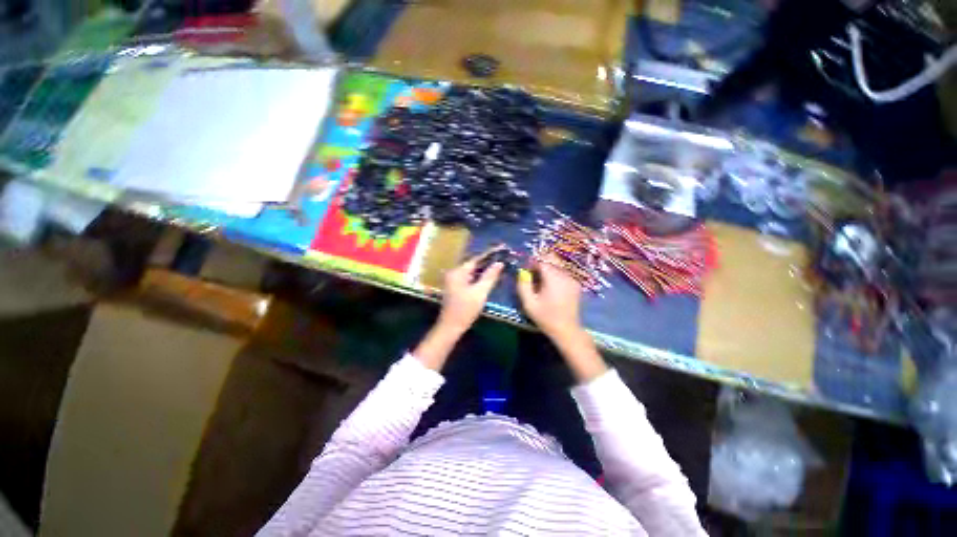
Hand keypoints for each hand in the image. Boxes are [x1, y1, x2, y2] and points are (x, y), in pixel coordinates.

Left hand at [436, 249, 503, 334]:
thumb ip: (490, 276)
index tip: (502, 247)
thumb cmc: (465, 310)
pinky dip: (480, 276)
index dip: (490, 253)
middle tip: (503, 255)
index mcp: (458, 272)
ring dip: (485, 268)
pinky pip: (470, 277)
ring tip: (500, 263)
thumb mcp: (480, 293)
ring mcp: (454, 280)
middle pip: (474, 263)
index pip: (476, 258)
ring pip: (472, 271)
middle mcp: (454, 273)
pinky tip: (490, 275)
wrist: (451, 327)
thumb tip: (499, 263)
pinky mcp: (456, 287)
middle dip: (489, 260)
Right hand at [516, 254, 582, 338]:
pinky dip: (555, 274)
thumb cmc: (545, 317)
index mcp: (553, 279)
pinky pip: (563, 272)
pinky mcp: (576, 284)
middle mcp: (565, 275)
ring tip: (541, 282)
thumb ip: (523, 285)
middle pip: (551, 260)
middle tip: (533, 275)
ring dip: (548, 269)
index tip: (526, 270)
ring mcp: (572, 279)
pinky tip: (551, 287)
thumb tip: (521, 272)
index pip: (542, 260)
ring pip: (558, 265)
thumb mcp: (529, 303)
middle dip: (540, 264)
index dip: (533, 262)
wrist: (567, 330)